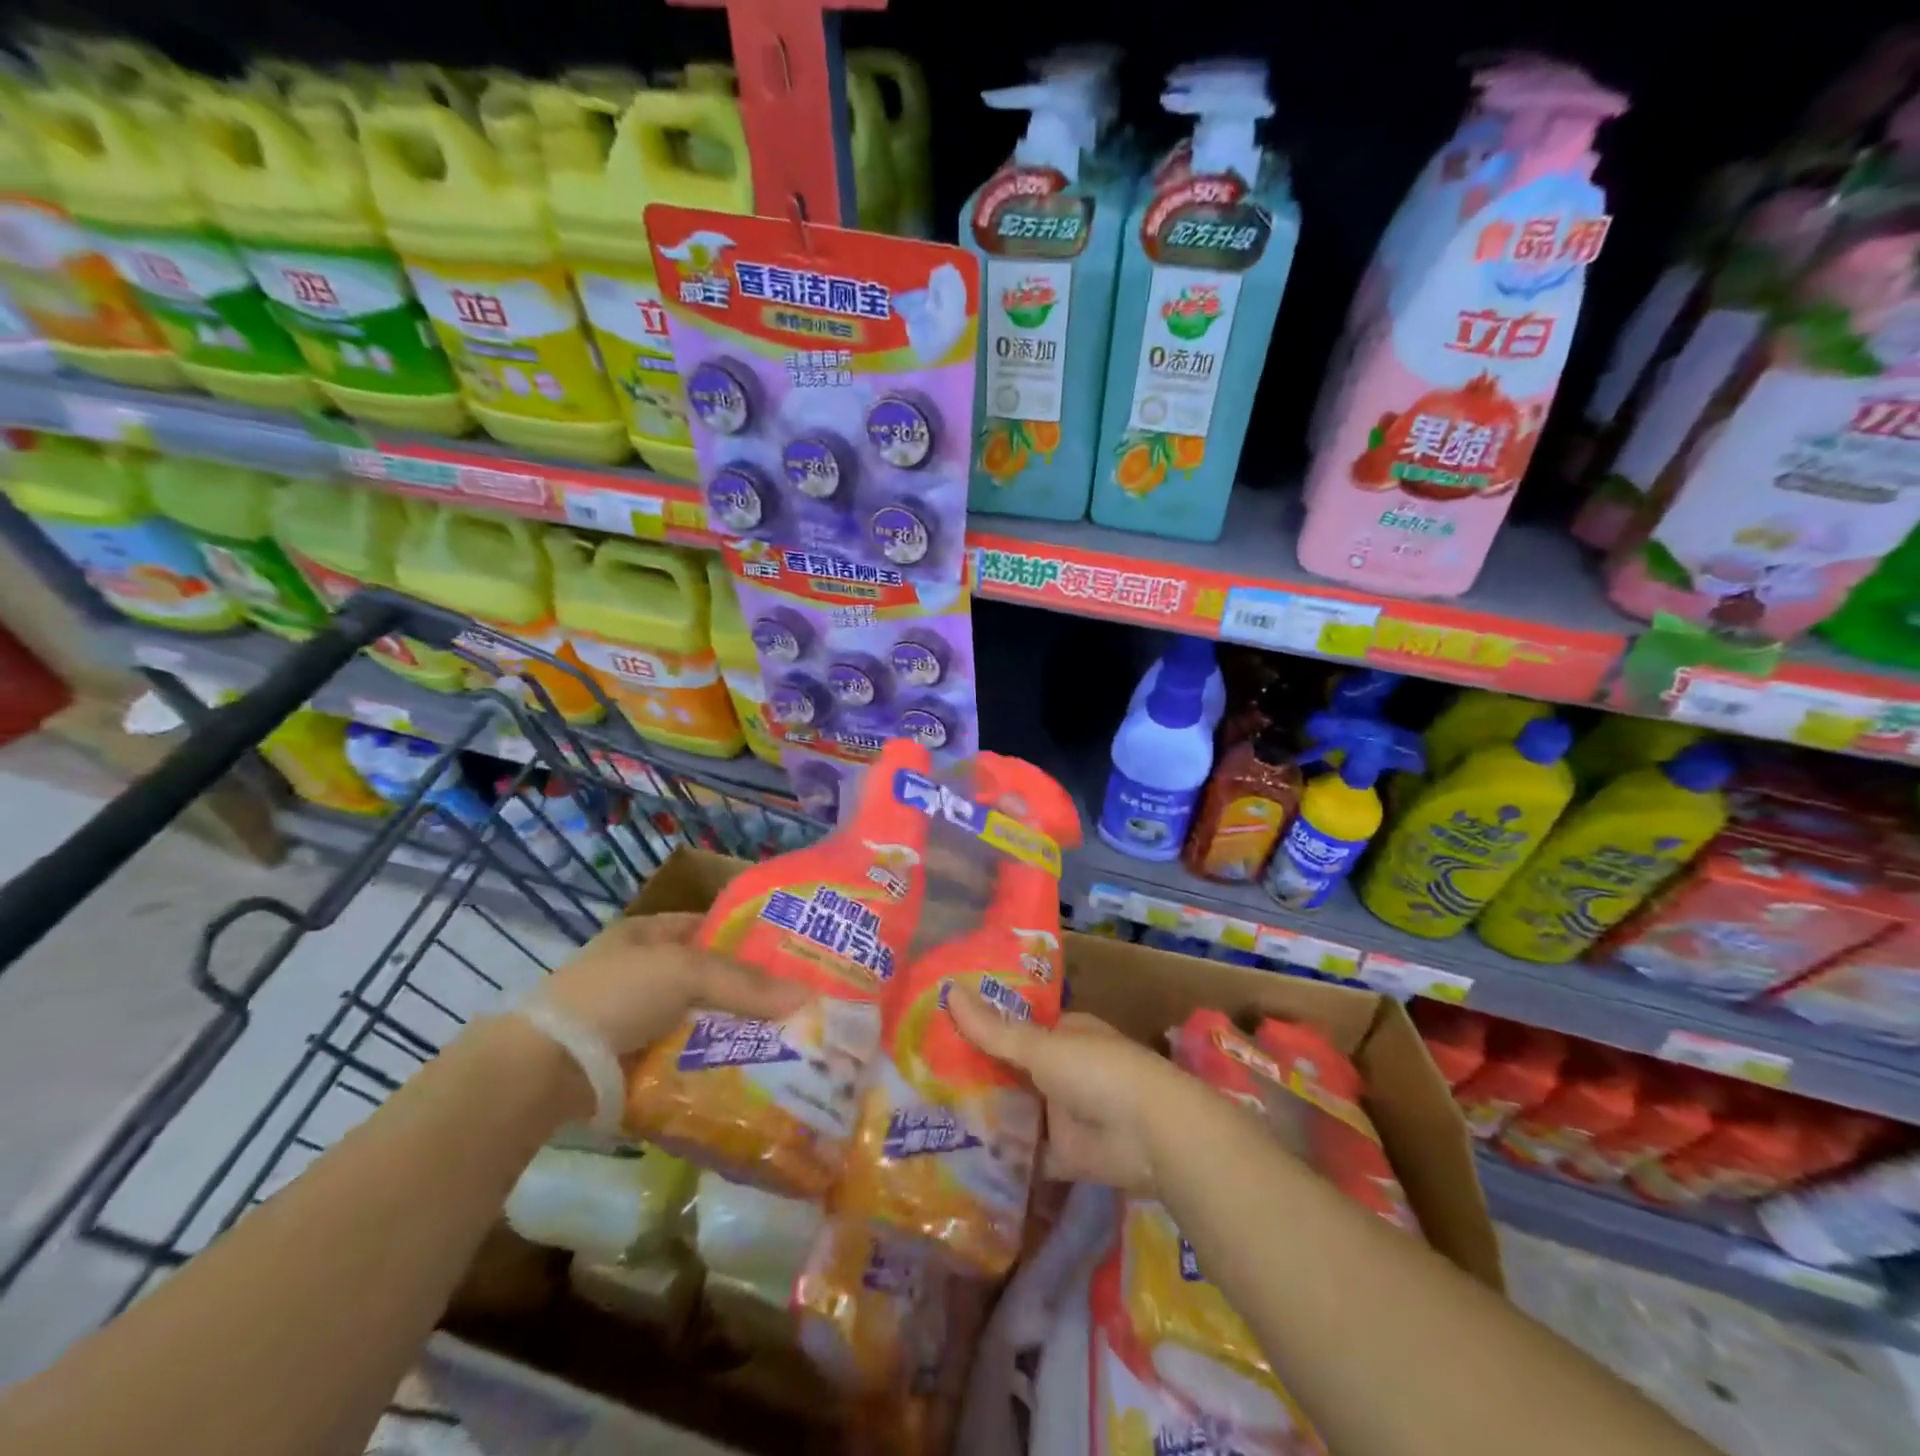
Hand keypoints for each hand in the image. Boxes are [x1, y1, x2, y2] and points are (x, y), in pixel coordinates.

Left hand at [537, 912, 807, 1056]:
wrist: (546, 1068)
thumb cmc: (616, 995)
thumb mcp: (685, 972)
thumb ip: (746, 983)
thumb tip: (808, 997)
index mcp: (648, 933)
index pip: (711, 926)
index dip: (750, 936)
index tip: (794, 954)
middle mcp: (644, 971)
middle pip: (711, 977)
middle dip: (750, 990)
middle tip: (801, 1003)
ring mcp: (637, 1019)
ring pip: (702, 1020)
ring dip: (736, 1030)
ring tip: (789, 1040)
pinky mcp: (635, 1062)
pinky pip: (687, 1056)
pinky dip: (713, 1062)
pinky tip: (751, 1071)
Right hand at [946, 987, 1199, 1194]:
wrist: (1151, 1134)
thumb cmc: (1097, 1071)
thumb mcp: (1040, 1046)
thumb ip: (994, 1029)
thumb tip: (948, 990)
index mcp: (1065, 1034)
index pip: (1018, 1028)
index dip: (984, 1030)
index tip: (941, 1032)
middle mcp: (1065, 1070)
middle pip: (1016, 1071)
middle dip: (981, 1076)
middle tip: (926, 1078)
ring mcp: (1067, 1113)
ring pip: (1021, 1112)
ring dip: (991, 1116)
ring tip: (934, 1117)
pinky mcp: (1068, 1155)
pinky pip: (1031, 1155)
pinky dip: (1008, 1158)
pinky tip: (965, 1159)